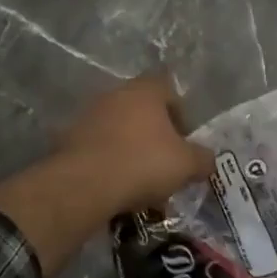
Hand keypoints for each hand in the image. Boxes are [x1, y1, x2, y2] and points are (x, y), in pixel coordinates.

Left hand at [54, 71, 214, 213]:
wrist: (84, 185)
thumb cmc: (144, 163)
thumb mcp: (187, 165)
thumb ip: (203, 159)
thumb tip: (207, 161)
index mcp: (145, 91)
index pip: (168, 89)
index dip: (180, 113)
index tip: (184, 140)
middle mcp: (115, 95)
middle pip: (142, 111)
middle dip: (155, 136)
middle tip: (165, 163)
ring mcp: (88, 116)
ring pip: (120, 131)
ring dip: (132, 151)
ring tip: (142, 183)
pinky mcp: (68, 140)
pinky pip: (99, 149)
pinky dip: (110, 164)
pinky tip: (118, 188)